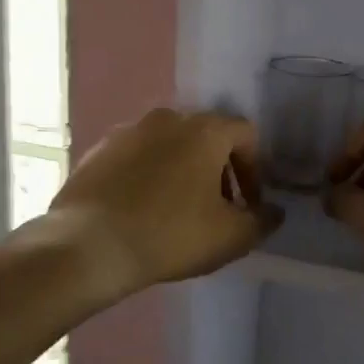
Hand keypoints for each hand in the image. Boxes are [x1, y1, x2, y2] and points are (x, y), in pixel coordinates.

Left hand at [50, 108, 280, 295]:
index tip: (248, 204)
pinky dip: (147, 176)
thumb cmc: (170, 235)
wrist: (89, 245)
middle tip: (217, 208)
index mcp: (205, 130)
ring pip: (169, 145)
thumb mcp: (230, 237)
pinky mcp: (98, 150)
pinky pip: (136, 157)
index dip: (254, 169)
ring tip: (176, 211)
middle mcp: (168, 118)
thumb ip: (261, 221)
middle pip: (206, 137)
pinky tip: (141, 210)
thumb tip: (274, 212)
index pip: (245, 134)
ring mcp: (128, 131)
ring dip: (182, 171)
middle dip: (218, 170)